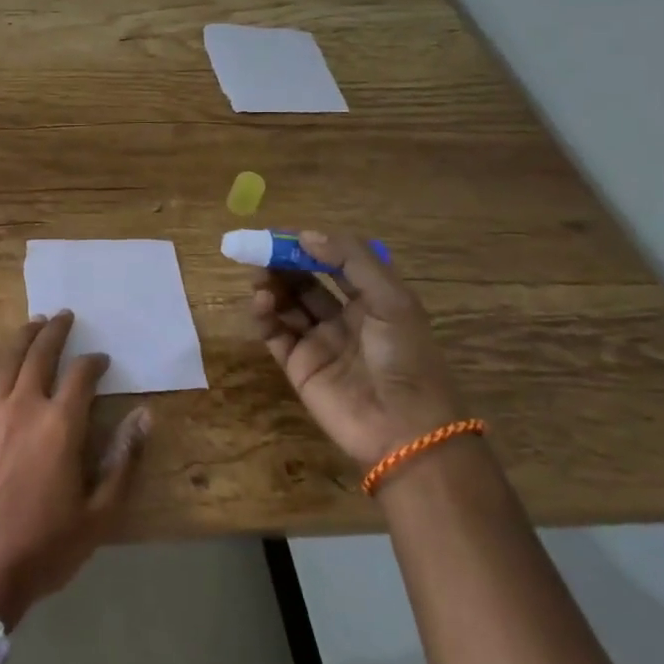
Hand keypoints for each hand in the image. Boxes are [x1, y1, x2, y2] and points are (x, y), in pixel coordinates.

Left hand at [0, 311, 149, 624]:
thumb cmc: (45, 547)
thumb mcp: (100, 514)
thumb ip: (123, 461)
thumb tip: (144, 416)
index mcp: (61, 425)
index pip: (82, 376)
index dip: (95, 362)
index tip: (102, 360)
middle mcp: (24, 406)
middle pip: (41, 354)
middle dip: (56, 331)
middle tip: (66, 316)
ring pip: (6, 360)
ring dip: (22, 336)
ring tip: (34, 322)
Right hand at [252, 230, 463, 471]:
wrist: (405, 429)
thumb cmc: (405, 356)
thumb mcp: (391, 299)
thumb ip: (350, 261)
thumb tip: (305, 235)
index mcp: (372, 301)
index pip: (333, 264)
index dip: (308, 247)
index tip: (281, 234)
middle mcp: (343, 319)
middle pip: (304, 282)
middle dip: (283, 264)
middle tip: (259, 251)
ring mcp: (318, 343)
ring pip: (286, 305)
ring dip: (271, 286)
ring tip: (259, 277)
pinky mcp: (298, 366)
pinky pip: (274, 334)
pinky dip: (264, 315)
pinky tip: (260, 301)